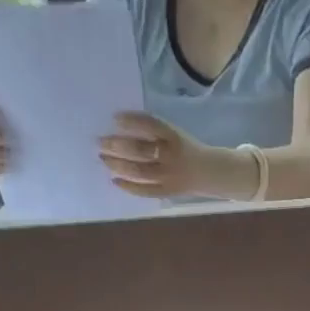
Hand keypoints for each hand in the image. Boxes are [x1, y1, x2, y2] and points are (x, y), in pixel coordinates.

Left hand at [98, 112, 218, 198]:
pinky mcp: (167, 191)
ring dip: (118, 165)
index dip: (131, 121)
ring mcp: (168, 176)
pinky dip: (129, 187)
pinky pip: (145, 191)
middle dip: (117, 146)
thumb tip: (121, 130)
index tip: (114, 119)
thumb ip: (154, 131)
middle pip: (139, 150)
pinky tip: (115, 180)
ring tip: (103, 159)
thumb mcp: (175, 133)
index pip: (149, 125)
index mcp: (174, 136)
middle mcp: (170, 156)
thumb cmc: (187, 148)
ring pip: (139, 171)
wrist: (210, 172)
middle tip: (100, 142)